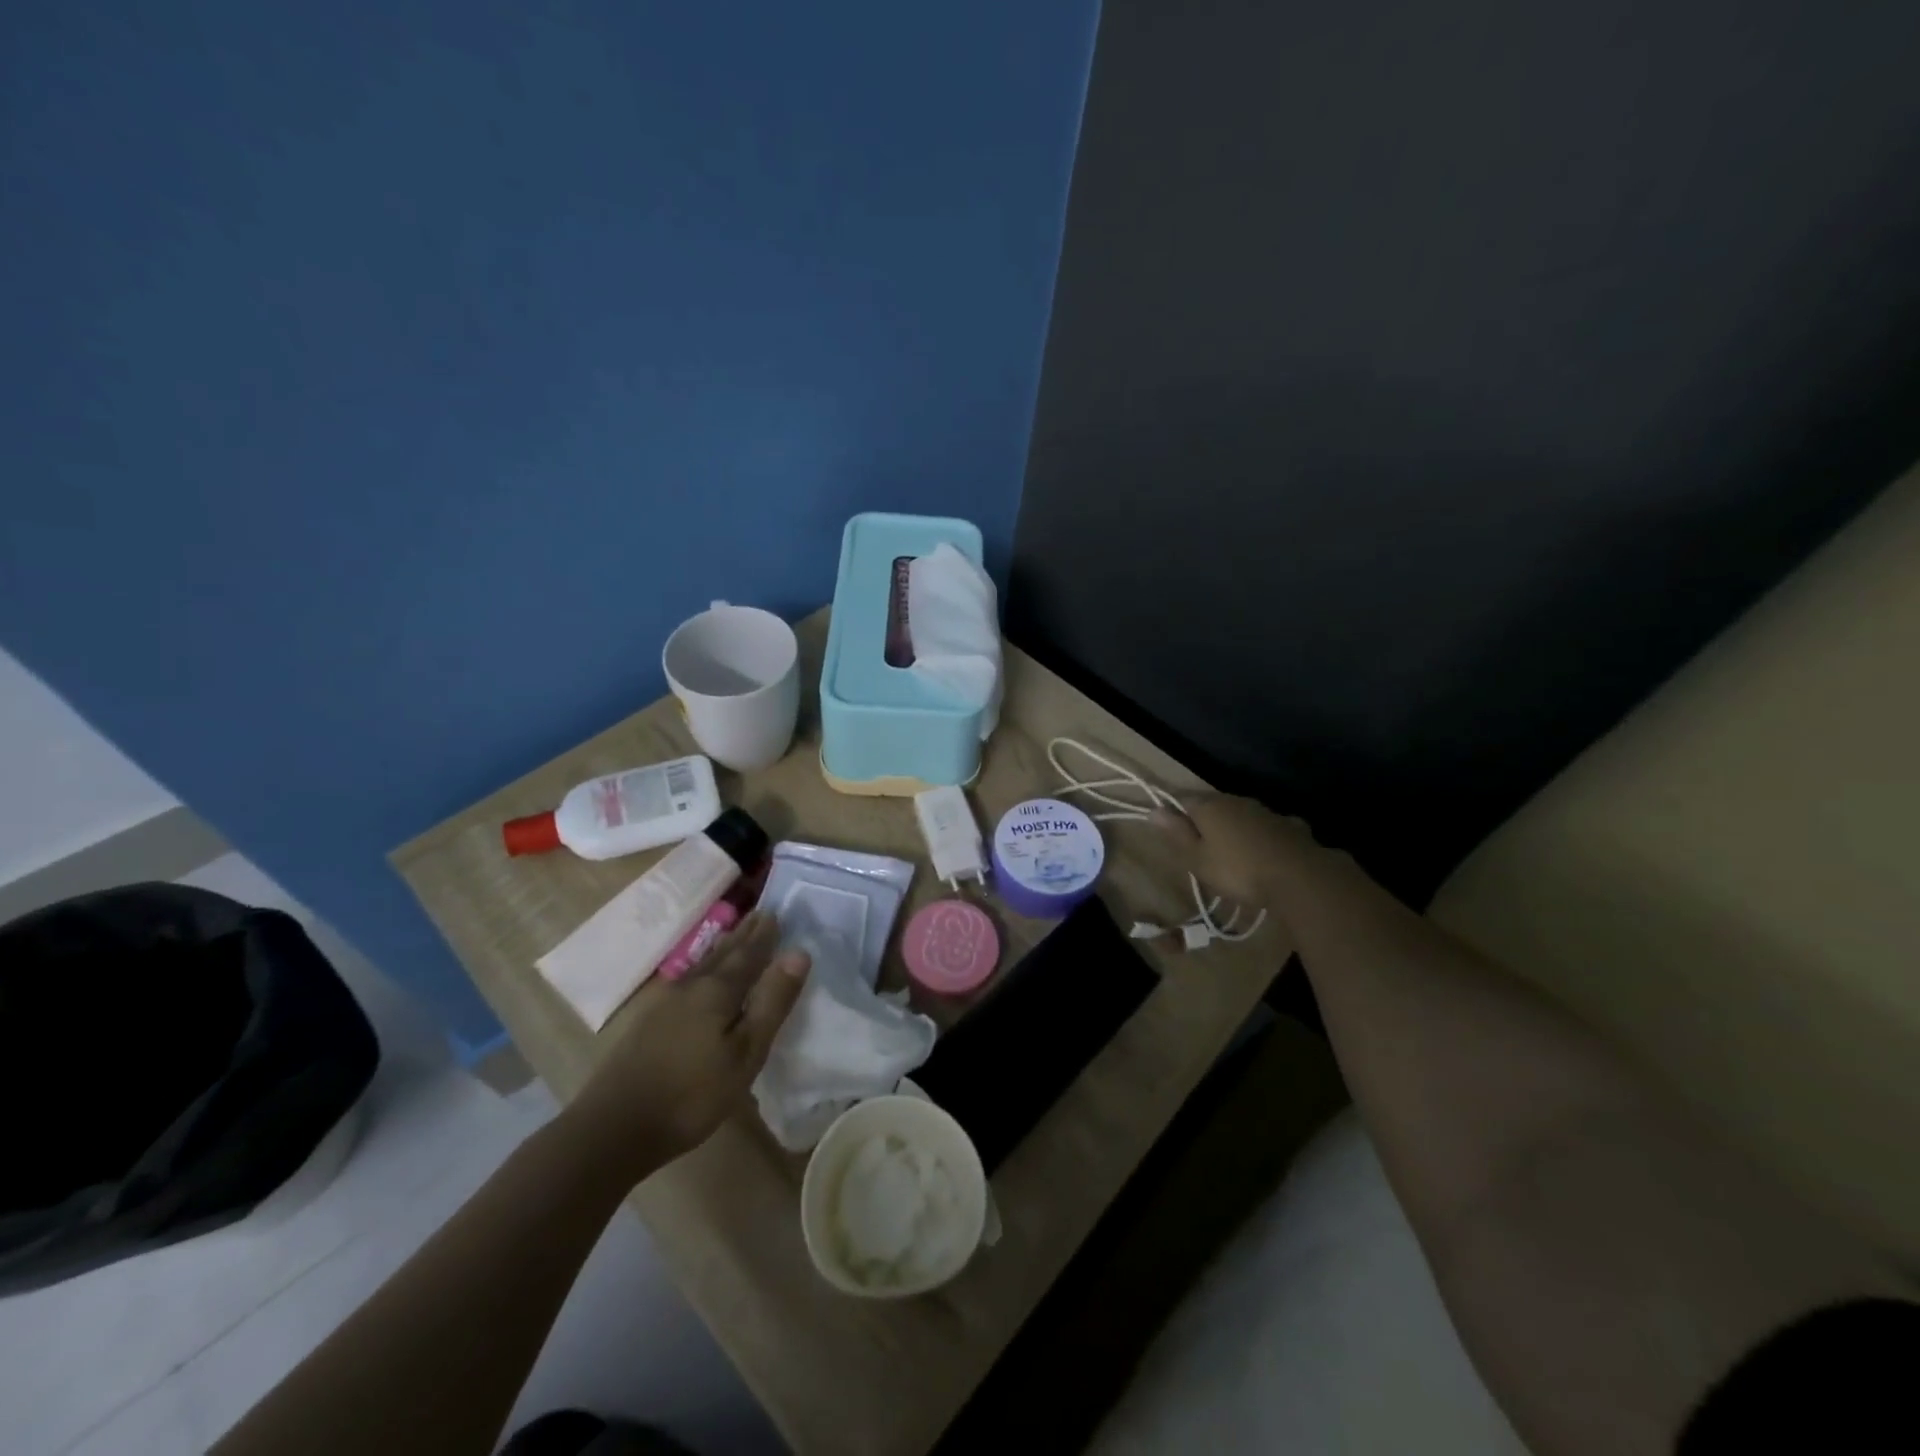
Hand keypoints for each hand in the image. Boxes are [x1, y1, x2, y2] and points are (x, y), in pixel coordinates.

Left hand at [563, 910, 808, 1183]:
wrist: (613, 1128)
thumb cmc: (692, 1094)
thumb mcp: (746, 1052)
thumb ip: (772, 1002)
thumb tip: (799, 953)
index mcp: (717, 990)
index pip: (748, 954)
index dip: (764, 936)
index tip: (776, 913)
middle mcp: (691, 987)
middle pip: (723, 954)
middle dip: (743, 935)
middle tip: (759, 914)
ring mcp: (665, 1004)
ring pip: (702, 966)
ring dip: (722, 949)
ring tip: (734, 935)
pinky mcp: (648, 1023)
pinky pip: (687, 981)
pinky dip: (703, 968)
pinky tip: (699, 976)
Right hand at [1156, 793, 1318, 908]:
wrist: (1298, 877)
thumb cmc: (1237, 870)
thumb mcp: (1198, 859)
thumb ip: (1177, 833)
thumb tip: (1154, 810)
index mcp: (1209, 806)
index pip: (1183, 798)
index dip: (1174, 811)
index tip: (1171, 829)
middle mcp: (1236, 801)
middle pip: (1213, 804)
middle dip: (1204, 820)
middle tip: (1200, 846)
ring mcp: (1265, 811)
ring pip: (1241, 814)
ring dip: (1233, 827)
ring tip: (1231, 851)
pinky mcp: (1289, 825)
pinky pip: (1267, 827)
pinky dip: (1261, 836)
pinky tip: (1265, 851)